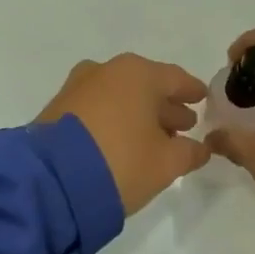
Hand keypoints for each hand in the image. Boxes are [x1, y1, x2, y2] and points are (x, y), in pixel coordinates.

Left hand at [37, 54, 210, 216]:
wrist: (51, 183)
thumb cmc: (121, 162)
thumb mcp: (166, 163)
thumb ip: (190, 152)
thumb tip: (200, 148)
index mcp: (139, 73)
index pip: (176, 79)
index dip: (192, 92)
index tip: (203, 99)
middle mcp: (107, 70)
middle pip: (146, 85)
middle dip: (165, 106)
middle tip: (183, 126)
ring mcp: (78, 87)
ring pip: (119, 96)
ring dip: (138, 114)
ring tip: (152, 138)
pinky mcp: (57, 109)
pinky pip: (97, 108)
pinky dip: (113, 119)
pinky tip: (121, 141)